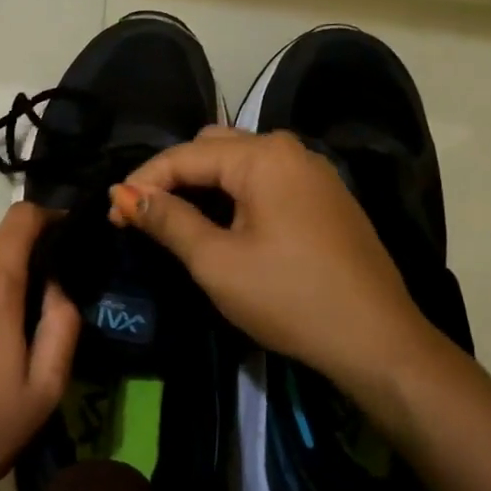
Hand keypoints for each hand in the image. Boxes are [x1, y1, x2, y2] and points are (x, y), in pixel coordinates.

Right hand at [111, 128, 445, 409]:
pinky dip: (233, 195)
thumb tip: (123, 194)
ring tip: (173, 222)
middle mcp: (289, 150)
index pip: (184, 155)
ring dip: (202, 186)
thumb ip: (167, 220)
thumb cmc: (289, 298)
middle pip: (212, 148)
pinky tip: (220, 225)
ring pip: (239, 163)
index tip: (112, 215)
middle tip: (142, 217)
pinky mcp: (325, 197)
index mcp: (263, 156)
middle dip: (172, 178)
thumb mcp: (216, 261)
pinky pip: (265, 180)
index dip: (143, 182)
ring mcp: (313, 172)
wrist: (378, 342)